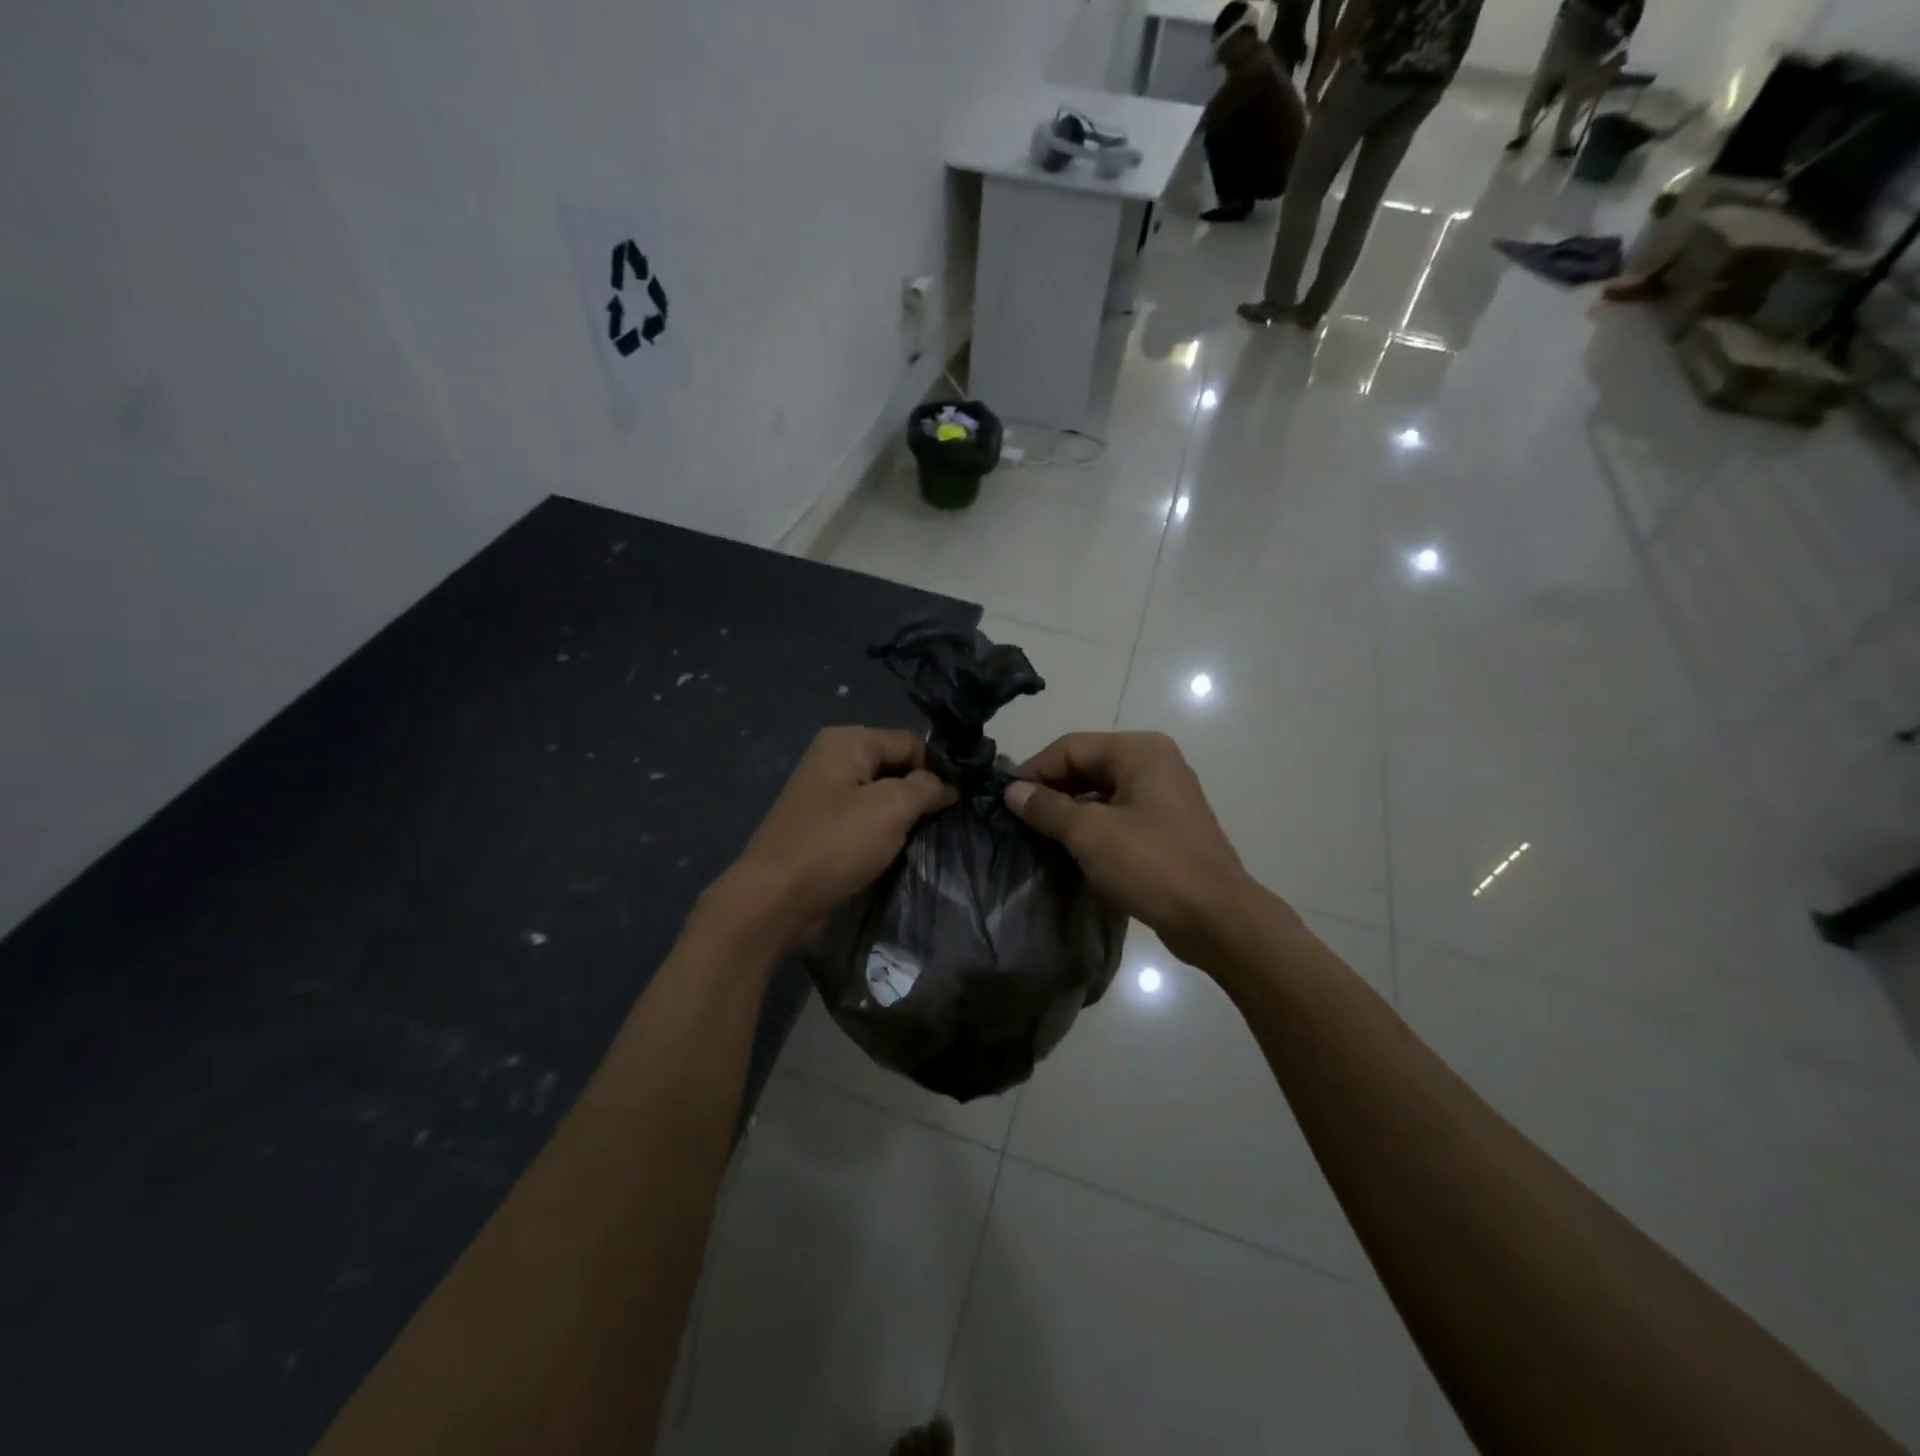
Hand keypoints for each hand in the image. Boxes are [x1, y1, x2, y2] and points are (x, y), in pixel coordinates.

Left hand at [712, 727, 954, 940]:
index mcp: (848, 741)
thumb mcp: (891, 808)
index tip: (967, 796)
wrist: (776, 898)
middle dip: (924, 791)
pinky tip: (905, 848)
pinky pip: (867, 819)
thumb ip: (927, 787)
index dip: (941, 767)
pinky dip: (887, 832)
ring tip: (935, 835)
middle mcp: (835, 759)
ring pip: (884, 796)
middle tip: (955, 818)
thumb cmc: (836, 843)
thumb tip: (950, 784)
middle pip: (897, 766)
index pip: (911, 741)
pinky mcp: (825, 827)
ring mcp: (827, 794)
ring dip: (907, 815)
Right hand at [1005, 732, 1265, 965]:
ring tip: (1036, 836)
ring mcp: (1163, 796)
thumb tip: (1012, 791)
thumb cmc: (1152, 865)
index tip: (1004, 800)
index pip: (1071, 747)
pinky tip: (1069, 849)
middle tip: (1016, 819)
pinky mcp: (1166, 827)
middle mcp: (1154, 764)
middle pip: (1087, 766)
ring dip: (1069, 811)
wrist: (1216, 919)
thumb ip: (1047, 807)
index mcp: (1139, 752)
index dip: (1034, 771)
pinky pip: (1118, 815)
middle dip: (1051, 791)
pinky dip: (1091, 827)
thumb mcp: (1090, 833)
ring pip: (1101, 793)